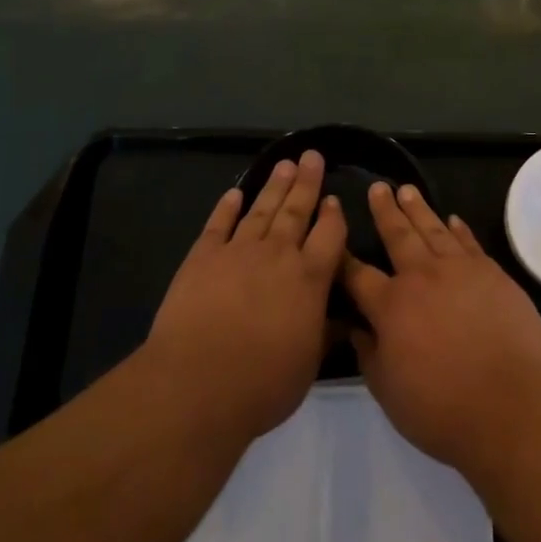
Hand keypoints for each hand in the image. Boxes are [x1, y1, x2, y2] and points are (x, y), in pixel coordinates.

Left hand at [143, 150, 346, 443]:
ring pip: (262, 209)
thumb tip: (343, 319)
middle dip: (307, 182)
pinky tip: (235, 193)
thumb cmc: (262, 384)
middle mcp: (278, 255)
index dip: (333, 215)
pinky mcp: (203, 257)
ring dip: (275, 186)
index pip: (329, 235)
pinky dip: (227, 207)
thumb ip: (324, 334)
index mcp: (310, 278)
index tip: (333, 198)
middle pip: (297, 210)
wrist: (197, 385)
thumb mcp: (307, 365)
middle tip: (312, 156)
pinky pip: (218, 225)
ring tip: (285, 164)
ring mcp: (238, 251)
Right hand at [342, 181, 540, 474]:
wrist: (511, 403)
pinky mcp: (491, 272)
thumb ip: (369, 356)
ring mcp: (459, 269)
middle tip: (378, 187)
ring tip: (407, 190)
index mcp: (391, 306)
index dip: (344, 258)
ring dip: (419, 208)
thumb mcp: (390, 393)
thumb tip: (356, 329)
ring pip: (433, 229)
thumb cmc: (443, 408)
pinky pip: (469, 242)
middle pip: (398, 235)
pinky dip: (459, 228)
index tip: (335, 238)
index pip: (358, 275)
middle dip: (385, 211)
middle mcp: (422, 277)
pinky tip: (453, 219)